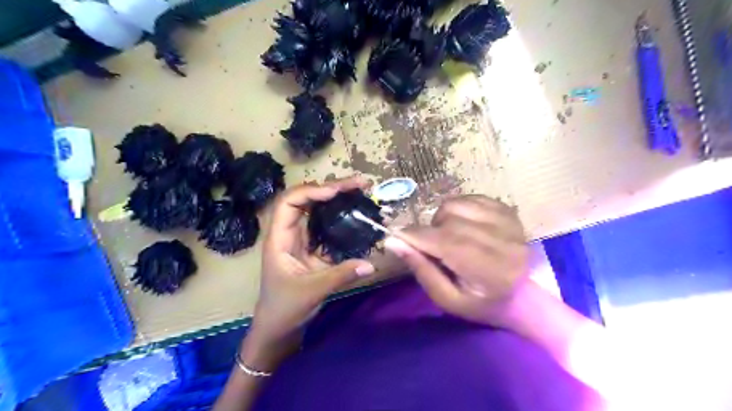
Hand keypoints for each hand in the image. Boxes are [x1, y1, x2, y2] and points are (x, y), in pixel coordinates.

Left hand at [242, 177, 373, 368]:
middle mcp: (289, 233)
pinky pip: (326, 227)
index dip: (312, 191)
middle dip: (331, 188)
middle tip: (359, 183)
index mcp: (279, 238)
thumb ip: (341, 276)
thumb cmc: (284, 308)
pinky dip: (341, 217)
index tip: (337, 191)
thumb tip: (371, 264)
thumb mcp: (312, 291)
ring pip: (316, 210)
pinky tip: (356, 214)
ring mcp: (301, 239)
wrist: (277, 326)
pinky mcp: (312, 248)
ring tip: (360, 192)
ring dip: (337, 199)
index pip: (290, 202)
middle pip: (306, 199)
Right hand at [383, 196, 526, 326]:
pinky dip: (456, 209)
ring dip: (442, 219)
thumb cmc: (482, 303)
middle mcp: (501, 239)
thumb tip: (393, 242)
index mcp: (489, 270)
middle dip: (429, 231)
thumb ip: (421, 270)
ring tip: (448, 236)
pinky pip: (468, 198)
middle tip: (431, 248)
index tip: (397, 238)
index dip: (415, 237)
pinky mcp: (506, 209)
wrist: (525, 294)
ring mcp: (506, 220)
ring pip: (455, 205)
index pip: (445, 242)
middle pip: (447, 220)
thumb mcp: (448, 299)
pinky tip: (461, 225)